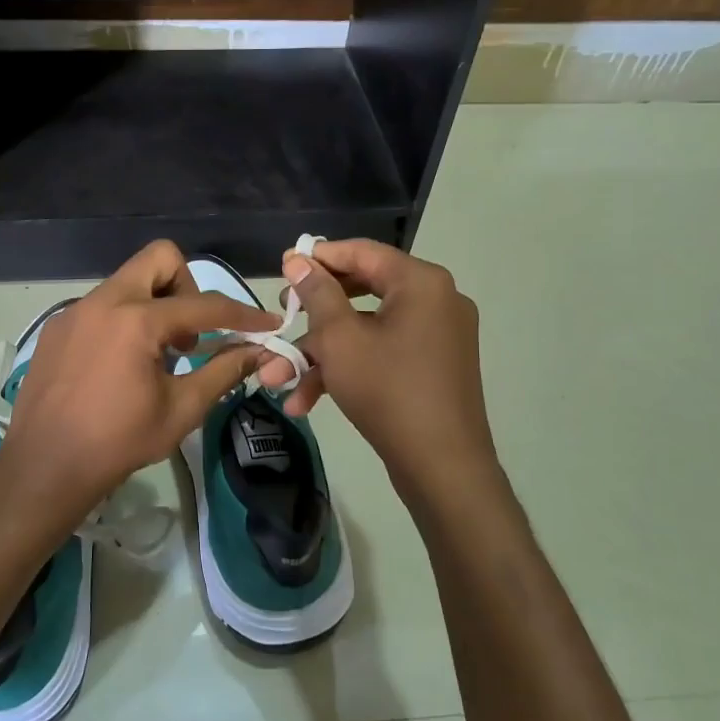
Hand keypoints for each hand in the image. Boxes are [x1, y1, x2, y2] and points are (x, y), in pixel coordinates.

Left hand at [0, 241, 274, 537]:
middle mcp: (103, 301)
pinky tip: (120, 364)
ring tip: (157, 354)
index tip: (266, 324)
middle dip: (187, 285)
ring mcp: (75, 311)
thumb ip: (224, 371)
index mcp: (137, 320)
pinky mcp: (57, 327)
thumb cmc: (118, 442)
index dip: (242, 314)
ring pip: (128, 281)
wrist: (44, 467)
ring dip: (154, 304)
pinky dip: (124, 320)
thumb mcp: (181, 409)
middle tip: (190, 332)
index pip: (204, 305)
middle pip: (159, 258)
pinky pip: (101, 305)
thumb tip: (259, 351)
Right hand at [264, 239, 500, 506]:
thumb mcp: (340, 339)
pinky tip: (306, 401)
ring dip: (320, 354)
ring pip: (365, 330)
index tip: (282, 268)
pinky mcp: (433, 366)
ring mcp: (437, 336)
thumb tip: (297, 260)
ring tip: (276, 379)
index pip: (361, 252)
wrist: (443, 468)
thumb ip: (317, 293)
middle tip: (281, 318)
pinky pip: (383, 353)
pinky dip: (348, 369)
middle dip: (312, 315)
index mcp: (421, 282)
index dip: (318, 258)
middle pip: (361, 291)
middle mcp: (436, 300)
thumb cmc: (387, 391)